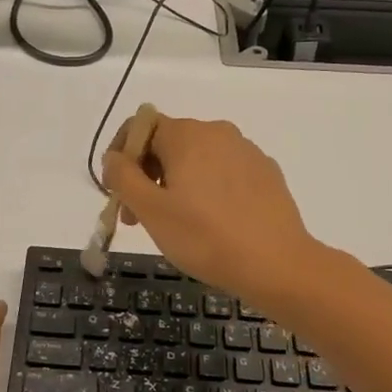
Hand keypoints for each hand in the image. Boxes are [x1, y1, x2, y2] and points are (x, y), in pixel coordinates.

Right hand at [101, 115, 328, 310]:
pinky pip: (223, 174)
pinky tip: (210, 224)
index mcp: (187, 135)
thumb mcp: (150, 210)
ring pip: (196, 160)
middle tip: (139, 218)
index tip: (117, 193)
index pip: (140, 127)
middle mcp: (218, 132)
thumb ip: (122, 176)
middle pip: (168, 143)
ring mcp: (247, 152)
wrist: (277, 265)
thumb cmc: (204, 237)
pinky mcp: (266, 174)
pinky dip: (206, 191)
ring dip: (175, 185)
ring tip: (174, 225)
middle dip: (146, 176)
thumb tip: (114, 157)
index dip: (121, 156)